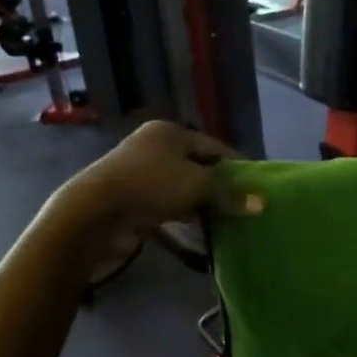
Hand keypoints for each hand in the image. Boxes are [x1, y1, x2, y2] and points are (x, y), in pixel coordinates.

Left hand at [52, 121, 262, 239]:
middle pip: (198, 164)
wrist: (94, 210)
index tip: (256, 185)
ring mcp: (140, 169)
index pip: (215, 146)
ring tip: (223, 218)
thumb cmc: (151, 186)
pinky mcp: (130, 193)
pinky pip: (166, 200)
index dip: (237, 166)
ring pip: (181, 184)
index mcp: (171, 132)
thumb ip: (229, 194)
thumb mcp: (197, 187)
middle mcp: (155, 145)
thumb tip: (262, 204)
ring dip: (200, 200)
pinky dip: (181, 210)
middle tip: (242, 204)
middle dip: (219, 185)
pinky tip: (195, 225)